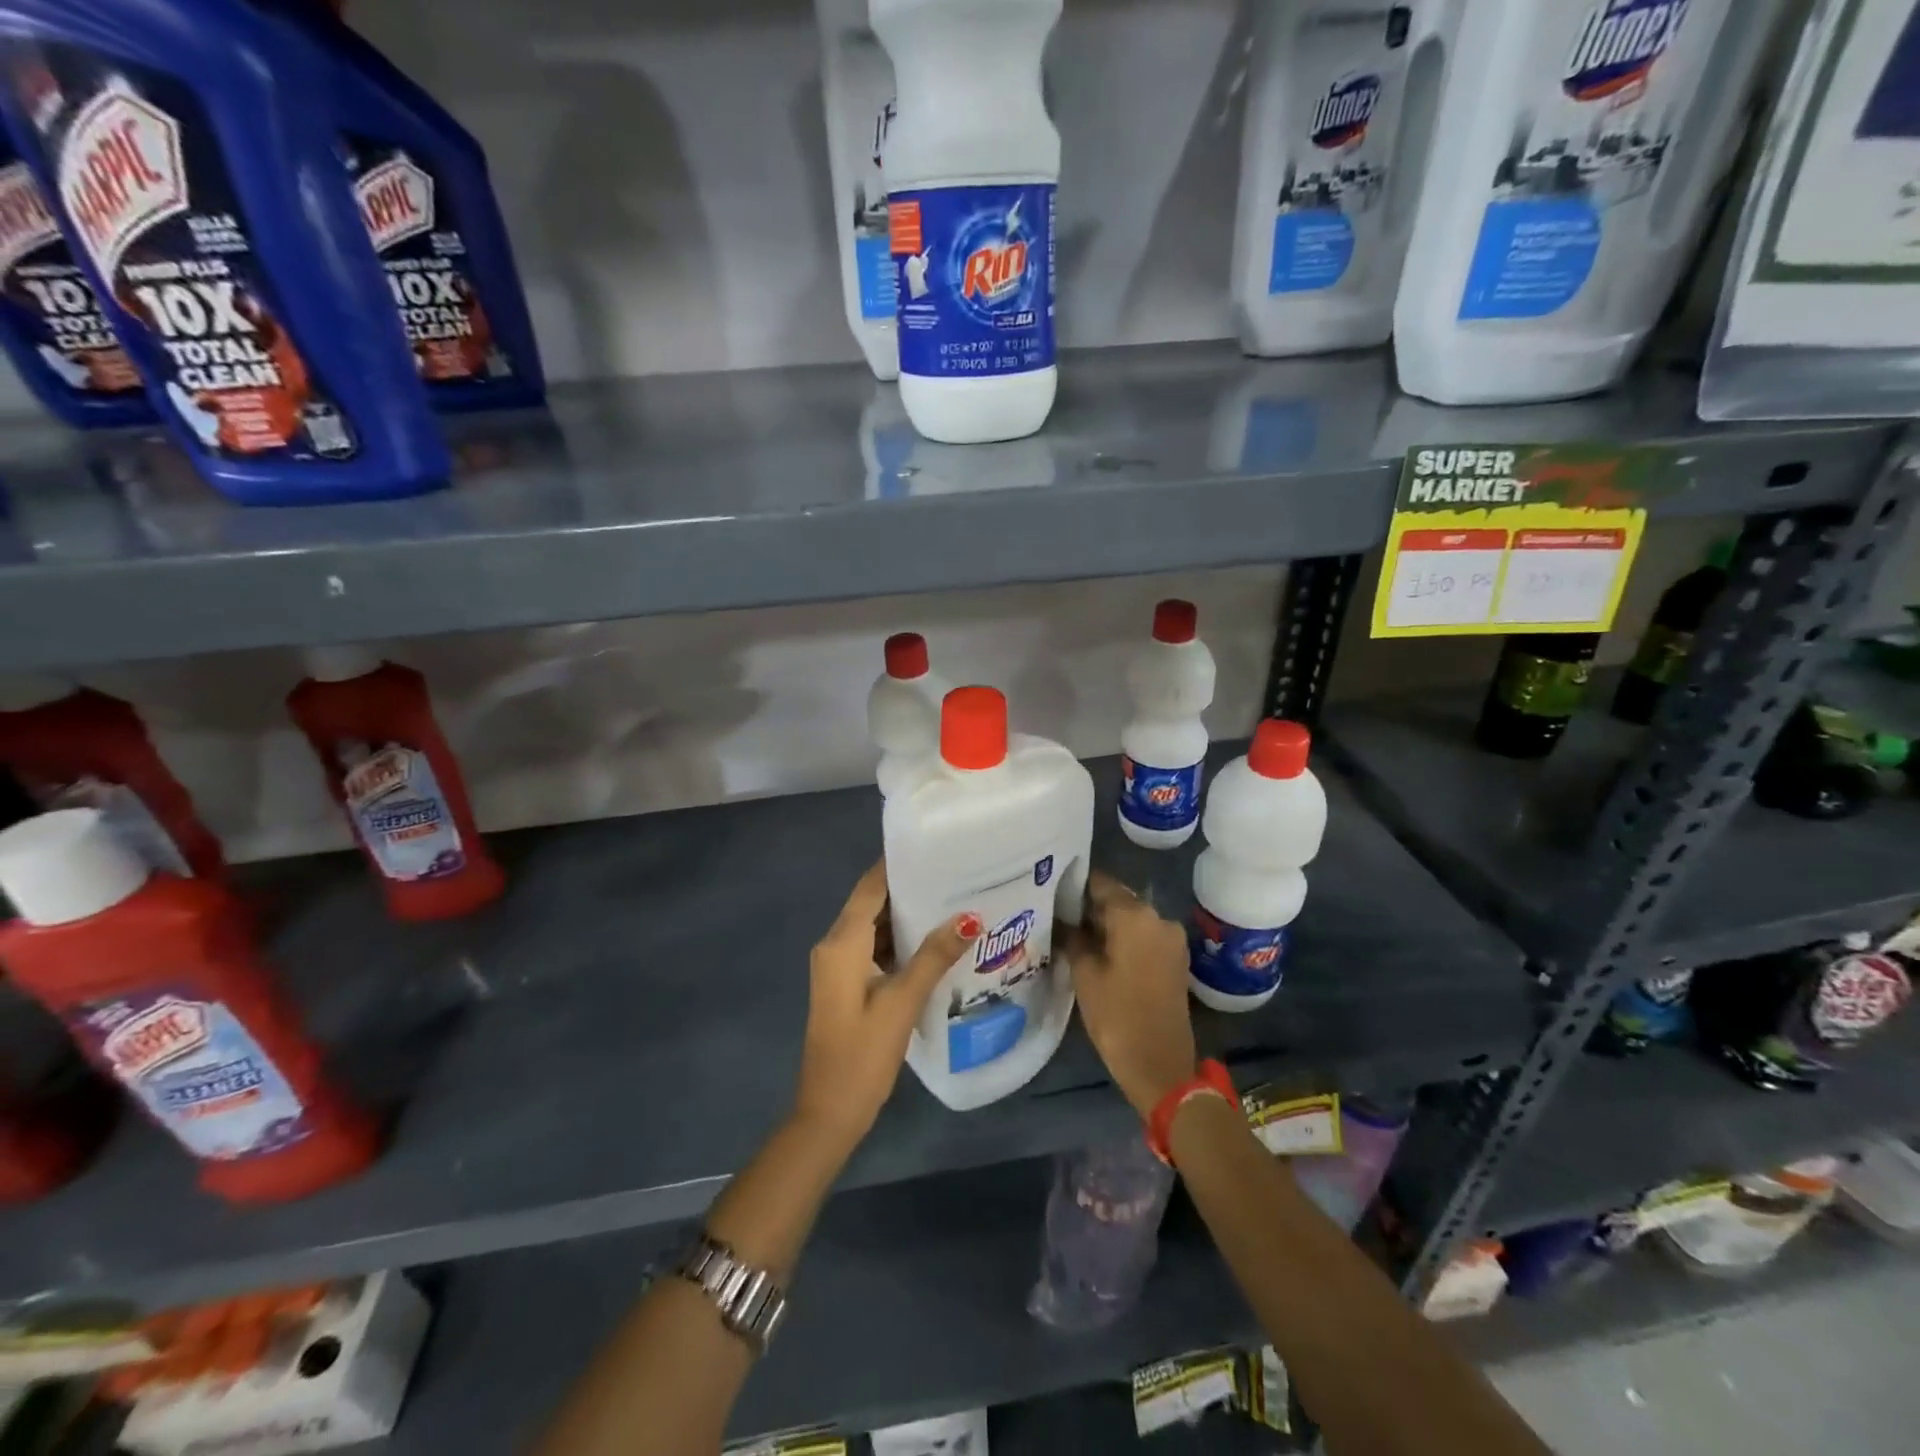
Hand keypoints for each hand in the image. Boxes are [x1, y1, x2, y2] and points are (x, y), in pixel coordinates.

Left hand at [794, 862, 978, 1155]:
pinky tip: (933, 941)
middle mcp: (835, 945)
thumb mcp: (902, 1002)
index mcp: (842, 942)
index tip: (933, 847)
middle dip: (909, 887)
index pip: (870, 887)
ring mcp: (838, 966)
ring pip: (873, 926)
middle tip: (954, 873)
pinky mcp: (846, 984)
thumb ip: (934, 956)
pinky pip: (873, 947)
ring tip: (951, 899)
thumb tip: (969, 917)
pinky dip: (899, 940)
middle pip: (871, 903)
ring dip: (906, 915)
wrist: (828, 1112)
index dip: (897, 864)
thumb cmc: (862, 1054)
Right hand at [1067, 872, 1197, 1118]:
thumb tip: (1064, 920)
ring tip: (1075, 936)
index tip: (1052, 891)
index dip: (1074, 885)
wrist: (1161, 1065)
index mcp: (1135, 914)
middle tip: (1058, 916)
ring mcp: (1171, 938)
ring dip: (1106, 924)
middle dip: (1089, 906)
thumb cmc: (1117, 1015)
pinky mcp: (1175, 958)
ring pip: (1131, 919)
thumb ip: (1073, 937)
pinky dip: (1123, 939)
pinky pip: (1144, 936)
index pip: (1100, 883)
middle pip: (1118, 899)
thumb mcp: (1084, 974)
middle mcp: (1158, 917)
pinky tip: (1100, 952)